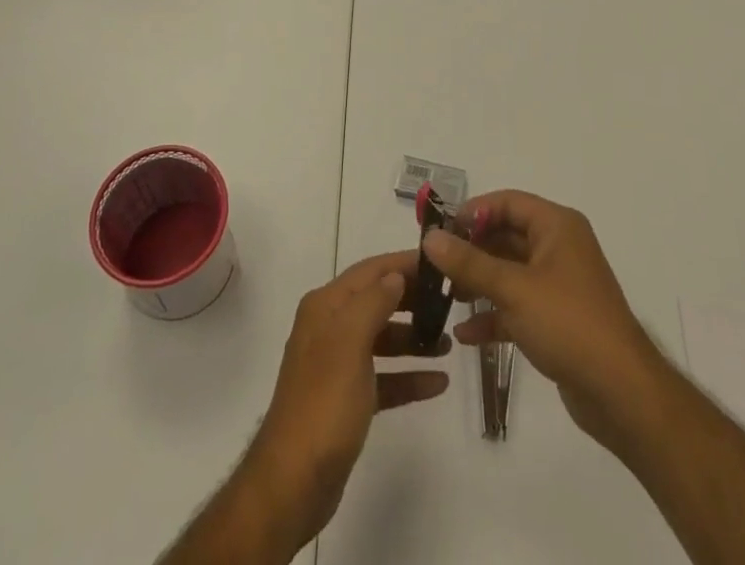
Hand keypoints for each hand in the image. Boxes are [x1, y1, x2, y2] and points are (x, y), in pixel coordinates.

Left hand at [242, 251, 449, 549]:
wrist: (294, 481)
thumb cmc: (324, 403)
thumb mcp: (350, 342)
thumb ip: (374, 302)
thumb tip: (395, 276)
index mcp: (326, 306)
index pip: (370, 271)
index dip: (402, 264)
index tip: (439, 264)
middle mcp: (329, 327)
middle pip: (377, 302)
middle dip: (411, 301)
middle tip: (450, 303)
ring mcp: (337, 365)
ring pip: (382, 340)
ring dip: (413, 339)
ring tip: (448, 344)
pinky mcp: (347, 400)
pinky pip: (383, 378)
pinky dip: (407, 377)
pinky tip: (437, 383)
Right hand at [425, 190, 663, 456]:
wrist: (623, 395)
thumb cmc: (569, 324)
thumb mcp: (513, 289)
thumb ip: (469, 262)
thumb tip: (430, 238)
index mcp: (557, 227)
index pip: (507, 202)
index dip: (473, 211)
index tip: (439, 229)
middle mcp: (559, 248)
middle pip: (506, 236)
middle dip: (470, 250)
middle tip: (435, 264)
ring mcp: (558, 285)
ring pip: (509, 272)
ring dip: (478, 283)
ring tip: (445, 297)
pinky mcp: (557, 321)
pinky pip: (517, 306)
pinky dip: (493, 315)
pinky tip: (464, 335)